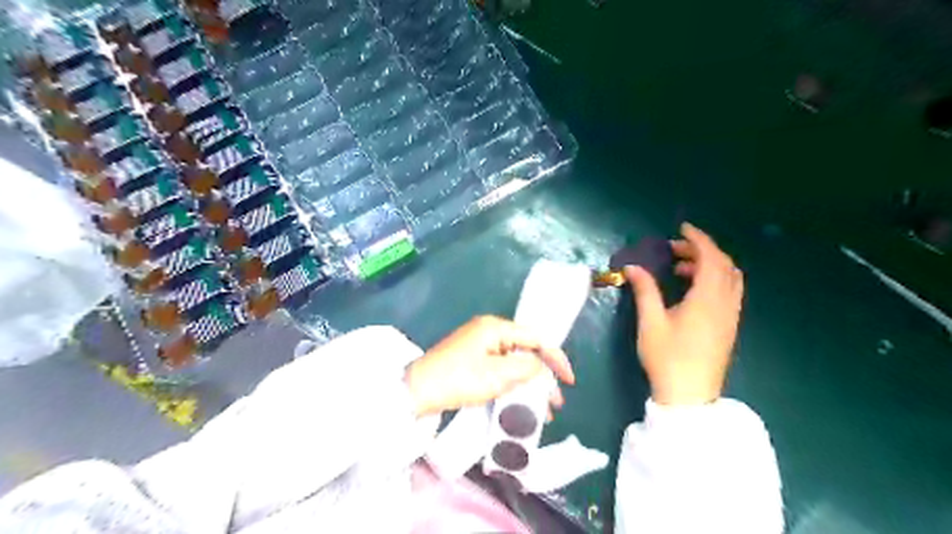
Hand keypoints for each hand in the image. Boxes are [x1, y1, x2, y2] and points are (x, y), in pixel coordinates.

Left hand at [405, 316, 575, 419]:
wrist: (417, 391)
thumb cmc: (459, 379)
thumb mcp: (497, 375)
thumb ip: (526, 368)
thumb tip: (540, 367)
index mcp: (495, 327)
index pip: (535, 337)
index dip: (556, 357)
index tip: (569, 380)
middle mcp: (489, 331)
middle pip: (526, 349)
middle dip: (543, 375)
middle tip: (556, 401)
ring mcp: (479, 344)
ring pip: (514, 361)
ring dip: (529, 382)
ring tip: (542, 409)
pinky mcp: (472, 358)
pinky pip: (500, 368)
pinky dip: (513, 383)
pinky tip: (521, 400)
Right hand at [625, 221, 741, 404]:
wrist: (689, 395)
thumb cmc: (667, 357)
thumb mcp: (651, 322)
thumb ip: (644, 290)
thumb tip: (632, 268)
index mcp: (707, 299)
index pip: (710, 258)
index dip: (697, 239)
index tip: (681, 229)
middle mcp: (725, 303)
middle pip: (724, 265)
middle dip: (701, 250)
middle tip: (674, 250)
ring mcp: (731, 316)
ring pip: (730, 278)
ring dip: (709, 265)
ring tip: (680, 268)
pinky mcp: (729, 327)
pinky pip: (729, 292)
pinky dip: (714, 279)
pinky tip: (692, 289)